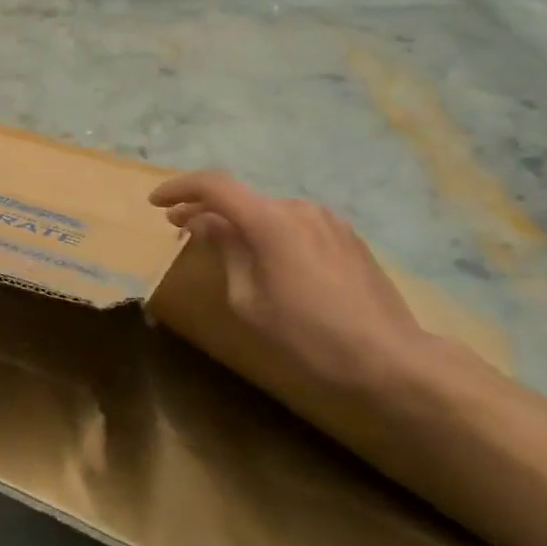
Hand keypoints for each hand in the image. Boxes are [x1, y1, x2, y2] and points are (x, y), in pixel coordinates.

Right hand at [149, 172, 430, 403]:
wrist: (390, 360)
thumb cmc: (308, 335)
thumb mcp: (249, 300)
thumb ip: (225, 251)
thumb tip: (207, 224)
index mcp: (270, 221)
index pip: (214, 185)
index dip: (179, 188)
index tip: (156, 203)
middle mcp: (297, 208)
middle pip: (240, 197)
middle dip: (204, 209)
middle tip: (177, 228)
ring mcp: (326, 219)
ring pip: (267, 210)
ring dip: (238, 220)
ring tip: (221, 244)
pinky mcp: (346, 235)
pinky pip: (294, 222)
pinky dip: (267, 230)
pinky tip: (263, 255)